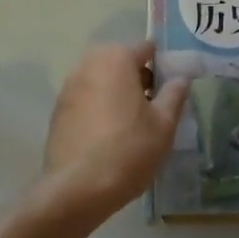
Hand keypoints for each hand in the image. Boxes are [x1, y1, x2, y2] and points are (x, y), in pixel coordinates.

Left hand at [42, 43, 188, 222]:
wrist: (77, 189)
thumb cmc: (129, 149)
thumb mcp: (164, 124)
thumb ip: (174, 94)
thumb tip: (181, 78)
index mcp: (117, 57)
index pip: (146, 49)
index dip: (162, 66)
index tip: (171, 89)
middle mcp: (89, 63)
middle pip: (121, 62)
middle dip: (137, 78)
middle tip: (152, 108)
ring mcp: (69, 86)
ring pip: (102, 80)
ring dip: (116, 92)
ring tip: (131, 124)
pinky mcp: (57, 110)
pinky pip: (86, 99)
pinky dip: (98, 108)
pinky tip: (107, 136)